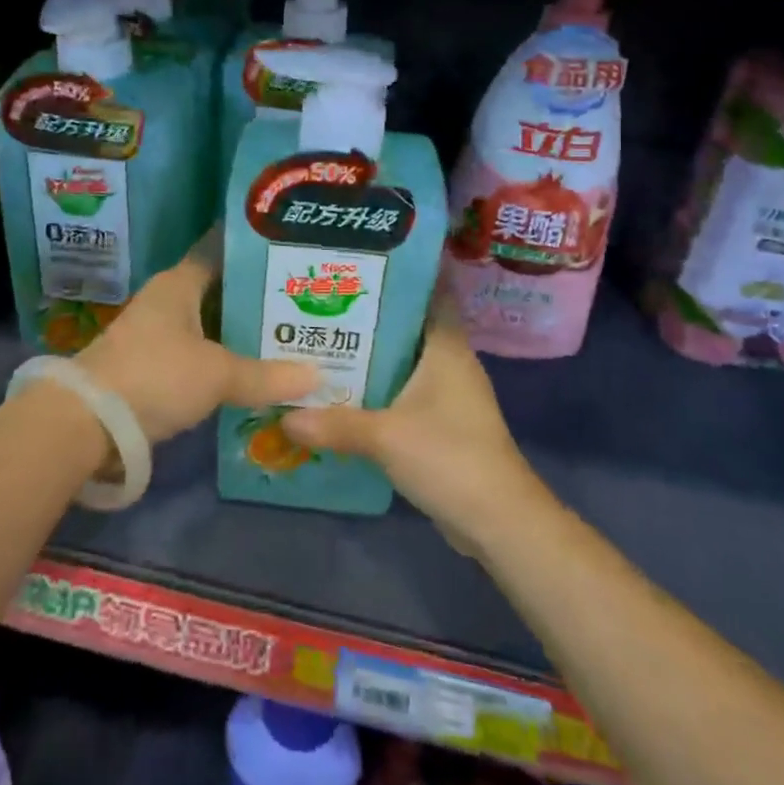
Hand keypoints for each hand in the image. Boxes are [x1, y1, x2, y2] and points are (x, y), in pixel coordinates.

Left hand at [76, 234, 316, 444]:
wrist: (87, 421)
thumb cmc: (156, 375)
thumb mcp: (218, 374)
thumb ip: (267, 376)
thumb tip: (319, 377)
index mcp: (180, 283)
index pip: (221, 252)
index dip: (254, 252)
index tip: (289, 252)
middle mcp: (167, 300)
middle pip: (219, 291)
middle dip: (257, 297)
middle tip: (303, 299)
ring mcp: (156, 334)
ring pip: (210, 324)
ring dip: (240, 331)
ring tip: (287, 334)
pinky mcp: (150, 366)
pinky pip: (198, 352)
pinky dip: (223, 358)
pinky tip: (252, 370)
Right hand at [282, 291, 544, 546]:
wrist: (499, 522)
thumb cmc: (451, 458)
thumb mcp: (386, 437)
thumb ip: (334, 423)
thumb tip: (284, 416)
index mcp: (446, 346)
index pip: (429, 292)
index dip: (399, 274)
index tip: (360, 261)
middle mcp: (449, 361)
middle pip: (407, 325)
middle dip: (368, 314)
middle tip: (322, 300)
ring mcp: (447, 394)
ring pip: (403, 360)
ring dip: (370, 354)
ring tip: (321, 339)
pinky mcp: (441, 423)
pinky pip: (403, 391)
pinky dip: (377, 387)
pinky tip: (342, 391)